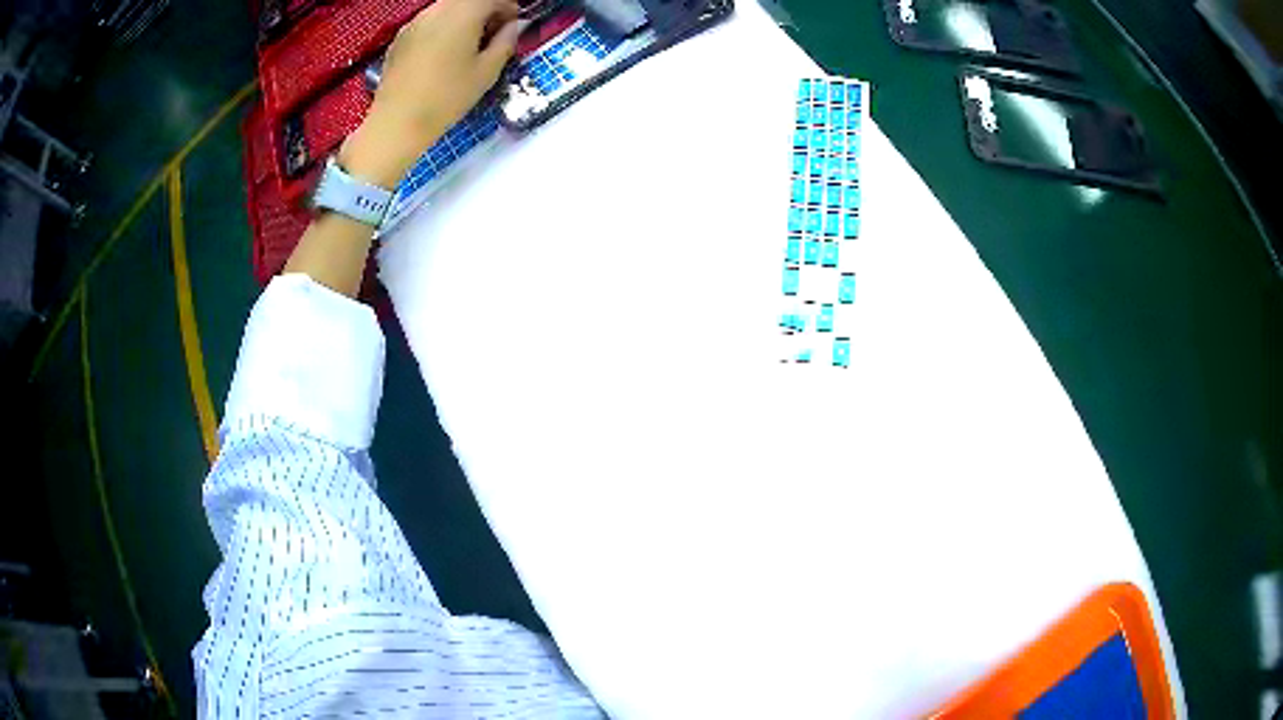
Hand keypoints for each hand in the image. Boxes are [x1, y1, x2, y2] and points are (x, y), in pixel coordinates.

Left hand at [340, 0, 520, 186]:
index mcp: (463, 13)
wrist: (397, 123)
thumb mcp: (486, 72)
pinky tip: (442, 58)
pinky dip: (441, 30)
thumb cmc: (445, 98)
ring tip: (467, 48)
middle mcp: (436, 10)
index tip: (513, 25)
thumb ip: (505, 42)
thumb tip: (512, 28)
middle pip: (467, 0)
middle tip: (492, 36)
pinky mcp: (400, 38)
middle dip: (484, 12)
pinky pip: (428, 23)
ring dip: (462, 20)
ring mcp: (414, 23)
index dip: (508, 8)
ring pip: (446, 10)